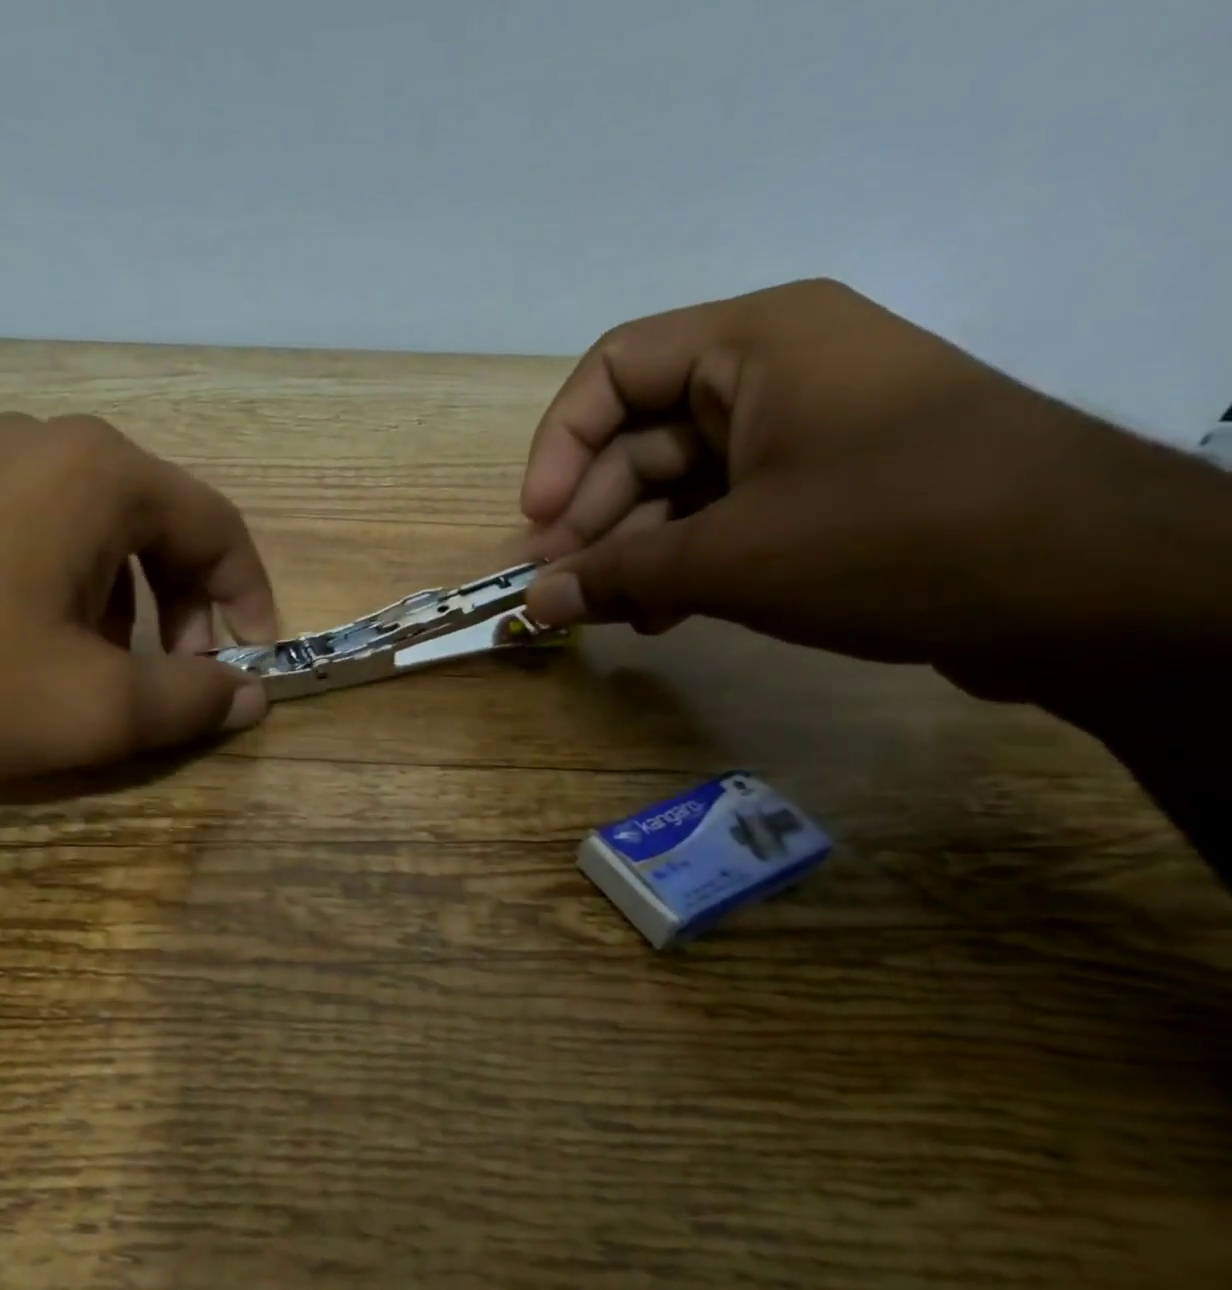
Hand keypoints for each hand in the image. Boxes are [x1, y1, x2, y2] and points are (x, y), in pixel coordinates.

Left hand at [0, 413, 279, 786]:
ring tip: (103, 673)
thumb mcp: (91, 708)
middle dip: (186, 609)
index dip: (251, 600)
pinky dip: (70, 591)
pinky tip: (35, 646)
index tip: (253, 663)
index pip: (220, 528)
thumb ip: (191, 700)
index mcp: (103, 474)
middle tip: (176, 678)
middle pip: (161, 526)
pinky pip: (40, 534)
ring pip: (100, 533)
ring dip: (129, 605)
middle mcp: (50, 443)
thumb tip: (253, 694)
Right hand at [514, 278, 1226, 703]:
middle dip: (592, 520)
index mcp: (754, 343)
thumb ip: (616, 576)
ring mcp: (803, 435)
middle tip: (556, 591)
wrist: (1085, 588)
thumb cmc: (888, 536)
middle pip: (640, 440)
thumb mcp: (728, 558)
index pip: (612, 372)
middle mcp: (774, 374)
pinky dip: (681, 565)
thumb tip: (532, 606)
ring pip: (678, 489)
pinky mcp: (823, 491)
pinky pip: (721, 518)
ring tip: (604, 616)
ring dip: (632, 554)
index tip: (536, 524)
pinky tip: (656, 617)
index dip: (560, 447)